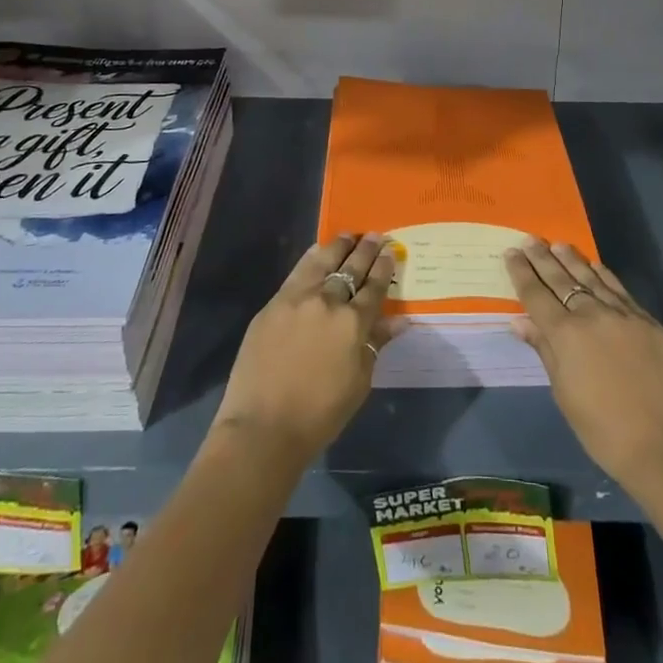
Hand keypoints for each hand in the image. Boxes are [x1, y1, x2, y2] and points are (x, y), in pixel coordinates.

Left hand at [214, 233, 399, 463]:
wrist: (263, 427)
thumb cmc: (320, 414)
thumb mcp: (359, 382)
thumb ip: (375, 345)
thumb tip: (398, 320)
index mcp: (354, 323)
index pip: (375, 287)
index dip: (384, 267)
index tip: (390, 250)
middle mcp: (328, 301)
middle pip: (351, 268)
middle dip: (366, 250)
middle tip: (375, 236)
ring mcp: (298, 298)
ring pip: (323, 261)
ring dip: (339, 246)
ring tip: (348, 235)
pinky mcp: (274, 303)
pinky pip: (297, 271)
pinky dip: (312, 257)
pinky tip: (318, 250)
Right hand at [505, 239, 662, 496]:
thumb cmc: (602, 429)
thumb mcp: (563, 393)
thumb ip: (544, 350)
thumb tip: (520, 322)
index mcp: (565, 335)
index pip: (536, 295)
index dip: (521, 273)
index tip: (511, 253)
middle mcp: (592, 315)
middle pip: (561, 279)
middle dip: (542, 258)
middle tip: (529, 240)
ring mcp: (623, 314)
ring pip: (591, 278)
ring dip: (572, 259)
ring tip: (558, 244)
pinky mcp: (648, 321)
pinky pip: (619, 289)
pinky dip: (603, 275)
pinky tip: (595, 266)